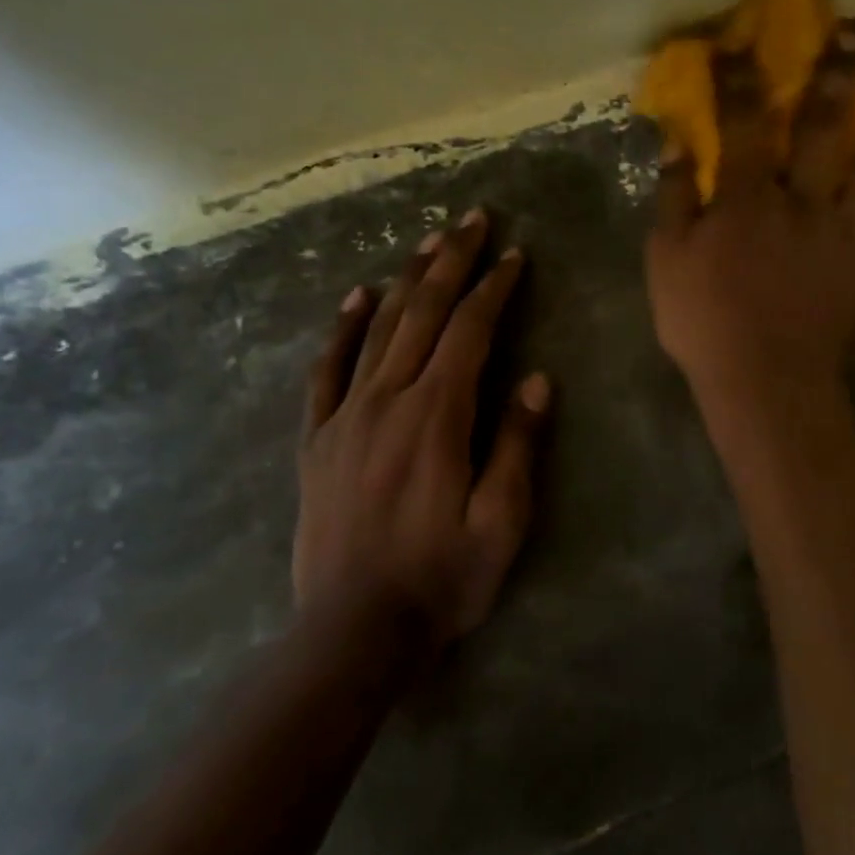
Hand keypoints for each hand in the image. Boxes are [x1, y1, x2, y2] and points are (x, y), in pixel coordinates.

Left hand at [295, 209, 549, 651]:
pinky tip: (355, 297)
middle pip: (424, 314)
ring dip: (407, 280)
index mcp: (437, 416)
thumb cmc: (441, 579)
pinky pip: (327, 372)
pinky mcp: (318, 440)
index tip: (515, 255)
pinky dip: (341, 330)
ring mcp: (346, 417)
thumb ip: (518, 444)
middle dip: (453, 262)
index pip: (470, 332)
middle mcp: (388, 401)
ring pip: (379, 330)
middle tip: (473, 219)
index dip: (494, 289)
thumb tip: (536, 378)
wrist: (351, 634)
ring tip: (429, 241)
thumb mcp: (501, 521)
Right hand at [644, 32, 854, 401]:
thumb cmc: (704, 321)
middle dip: (836, 78)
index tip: (741, 39)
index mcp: (750, 198)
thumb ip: (674, 196)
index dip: (740, 77)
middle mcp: (806, 203)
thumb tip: (678, 141)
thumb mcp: (665, 258)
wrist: (761, 385)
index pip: (744, 122)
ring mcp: (848, 239)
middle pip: (824, 131)